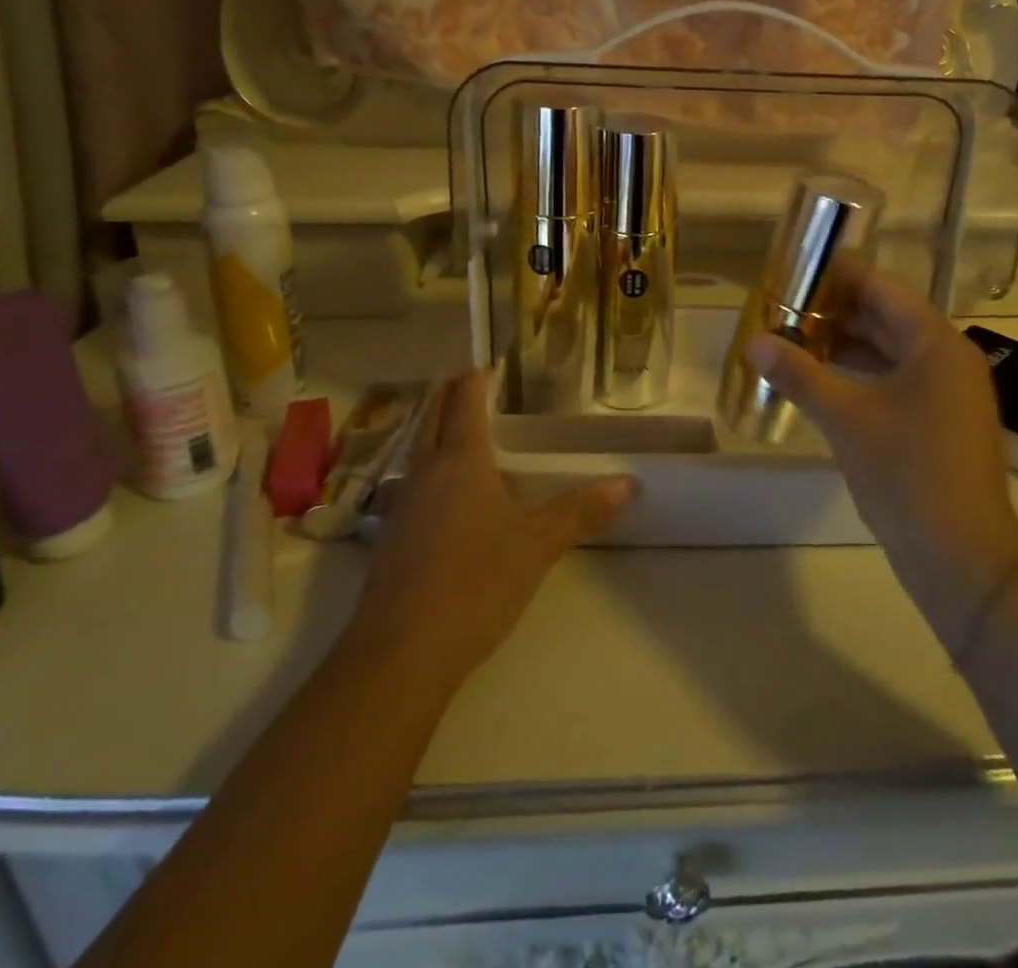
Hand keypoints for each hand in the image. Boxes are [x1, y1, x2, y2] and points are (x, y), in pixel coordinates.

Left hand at [348, 371, 633, 687]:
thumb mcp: (537, 545)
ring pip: (417, 452)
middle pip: (432, 418)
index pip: (464, 401)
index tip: (486, 365)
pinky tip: (445, 496)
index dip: (475, 379)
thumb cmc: (476, 582)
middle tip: (470, 386)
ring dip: (434, 433)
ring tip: (460, 433)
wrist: (401, 652)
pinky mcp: (390, 539)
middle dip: (448, 397)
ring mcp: (401, 506)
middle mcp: (425, 472)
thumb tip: (628, 482)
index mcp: (460, 461)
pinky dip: (428, 471)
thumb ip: (580, 510)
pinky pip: (411, 486)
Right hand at [746, 264, 1017, 652]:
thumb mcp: (845, 418)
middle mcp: (948, 358)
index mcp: (936, 343)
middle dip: (835, 310)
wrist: (961, 558)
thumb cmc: (906, 474)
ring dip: (845, 344)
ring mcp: (947, 392)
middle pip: (887, 317)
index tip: (796, 268)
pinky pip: (896, 380)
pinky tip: (822, 380)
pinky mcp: (939, 422)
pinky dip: (860, 374)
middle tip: (784, 306)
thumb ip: (799, 374)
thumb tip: (754, 341)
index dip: (839, 275)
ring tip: (793, 338)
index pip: (882, 288)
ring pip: (890, 351)